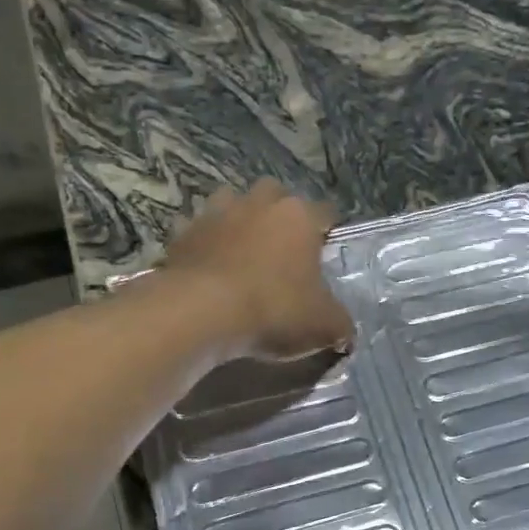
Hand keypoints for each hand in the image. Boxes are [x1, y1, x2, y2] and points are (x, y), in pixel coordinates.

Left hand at [163, 180, 354, 360]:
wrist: (199, 312)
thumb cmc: (274, 309)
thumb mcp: (323, 325)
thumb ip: (340, 325)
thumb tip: (345, 333)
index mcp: (299, 217)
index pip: (325, 212)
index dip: (329, 231)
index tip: (328, 252)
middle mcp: (259, 204)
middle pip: (276, 196)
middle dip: (281, 215)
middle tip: (284, 248)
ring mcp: (217, 213)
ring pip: (233, 203)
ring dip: (240, 220)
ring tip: (244, 251)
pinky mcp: (183, 233)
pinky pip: (199, 231)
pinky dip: (206, 244)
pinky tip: (210, 268)